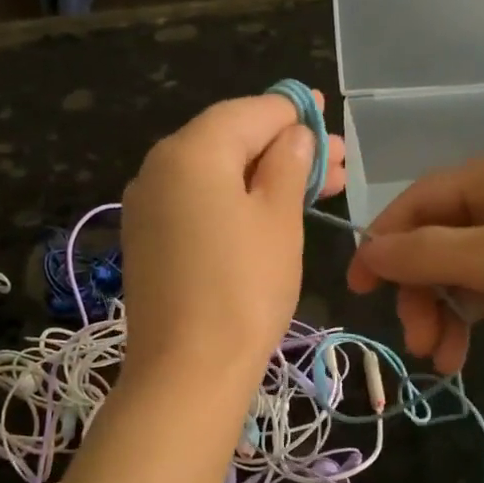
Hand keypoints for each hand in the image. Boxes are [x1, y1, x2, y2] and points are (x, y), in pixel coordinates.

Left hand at [121, 92, 345, 389]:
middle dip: (284, 149)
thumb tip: (294, 136)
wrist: (187, 370)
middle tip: (336, 166)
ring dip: (262, 177)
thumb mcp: (279, 220)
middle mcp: (158, 168)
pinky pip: (196, 203)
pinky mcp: (148, 240)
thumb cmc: (244, 289)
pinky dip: (232, 201)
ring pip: (213, 175)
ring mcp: (147, 206)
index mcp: (191, 151)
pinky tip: (267, 214)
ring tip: (314, 190)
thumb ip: (288, 165)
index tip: (327, 118)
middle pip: (229, 141)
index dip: (294, 112)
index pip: (250, 112)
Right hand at [346, 148, 483, 406]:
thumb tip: (364, 251)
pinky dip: (472, 318)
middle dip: (422, 293)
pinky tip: (465, 353)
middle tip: (415, 341)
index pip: (421, 200)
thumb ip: (422, 253)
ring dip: (444, 314)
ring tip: (442, 362)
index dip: (384, 242)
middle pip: (440, 240)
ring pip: (463, 270)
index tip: (358, 288)